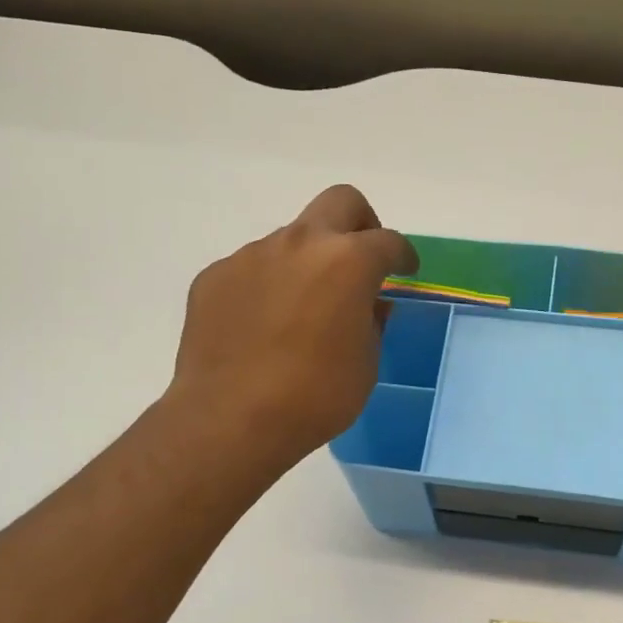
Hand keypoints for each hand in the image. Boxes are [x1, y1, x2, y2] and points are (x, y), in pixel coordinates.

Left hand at [166, 186, 417, 478]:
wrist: (230, 420)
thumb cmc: (314, 397)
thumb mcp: (366, 364)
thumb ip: (373, 321)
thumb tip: (369, 303)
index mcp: (347, 262)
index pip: (388, 241)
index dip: (403, 256)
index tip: (406, 272)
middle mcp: (300, 244)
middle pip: (340, 203)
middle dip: (360, 224)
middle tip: (361, 261)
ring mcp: (252, 255)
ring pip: (292, 239)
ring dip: (308, 262)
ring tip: (303, 310)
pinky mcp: (216, 276)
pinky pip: (254, 268)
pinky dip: (269, 285)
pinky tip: (264, 326)